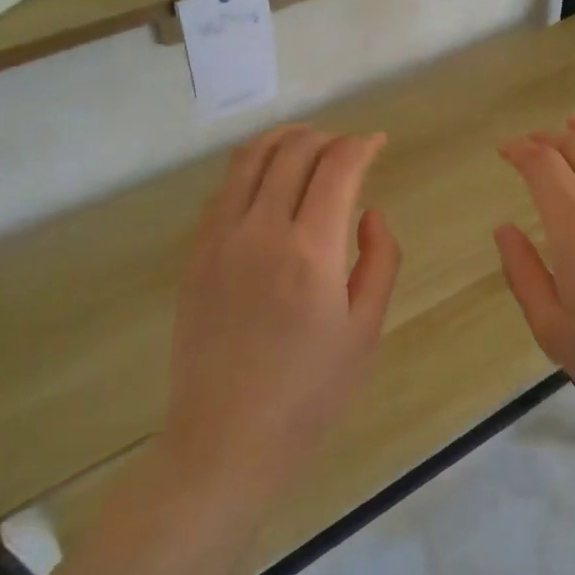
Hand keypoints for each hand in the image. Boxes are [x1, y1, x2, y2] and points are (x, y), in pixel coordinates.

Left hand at [165, 125, 400, 502]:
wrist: (227, 437)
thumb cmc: (310, 393)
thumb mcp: (365, 330)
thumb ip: (379, 261)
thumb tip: (370, 214)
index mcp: (312, 252)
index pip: (338, 167)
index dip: (362, 145)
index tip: (378, 143)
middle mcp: (262, 231)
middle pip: (292, 151)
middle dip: (326, 136)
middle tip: (347, 146)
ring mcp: (220, 239)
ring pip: (249, 159)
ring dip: (283, 140)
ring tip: (307, 143)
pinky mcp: (195, 254)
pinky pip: (223, 190)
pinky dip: (251, 169)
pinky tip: (267, 182)